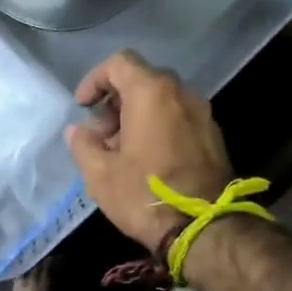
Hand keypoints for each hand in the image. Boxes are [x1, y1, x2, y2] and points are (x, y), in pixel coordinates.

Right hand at [65, 50, 233, 254]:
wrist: (202, 228)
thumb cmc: (144, 195)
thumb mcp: (99, 174)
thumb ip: (83, 145)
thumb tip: (78, 131)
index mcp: (152, 93)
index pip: (120, 63)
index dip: (95, 80)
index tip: (83, 107)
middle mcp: (182, 94)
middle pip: (143, 80)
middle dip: (116, 101)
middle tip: (100, 134)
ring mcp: (202, 114)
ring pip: (162, 100)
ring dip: (137, 116)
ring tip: (120, 151)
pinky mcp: (213, 137)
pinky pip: (178, 118)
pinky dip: (158, 127)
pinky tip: (146, 160)